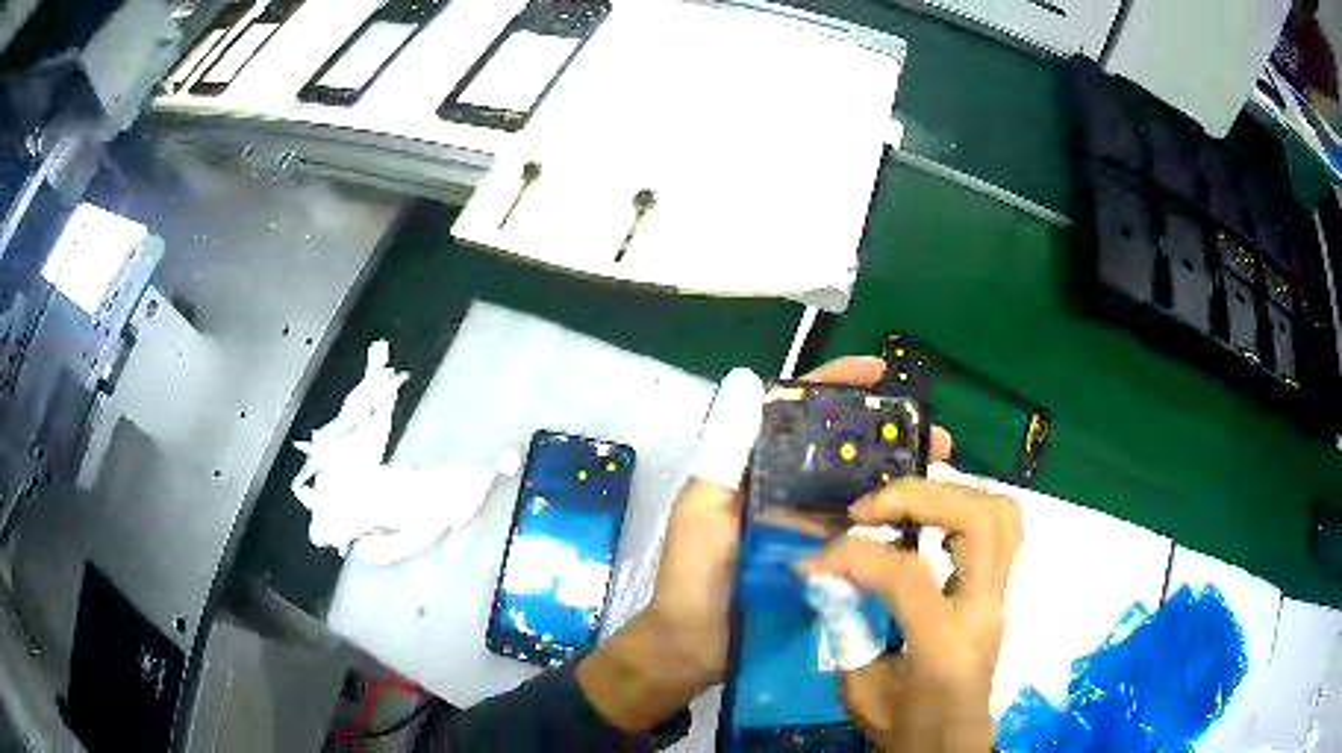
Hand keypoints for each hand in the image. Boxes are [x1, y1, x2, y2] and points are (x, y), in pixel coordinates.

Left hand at [578, 357, 951, 730]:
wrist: (693, 647)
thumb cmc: (691, 574)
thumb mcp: (702, 506)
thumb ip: (726, 450)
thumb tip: (748, 380)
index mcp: (758, 469)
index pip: (799, 414)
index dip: (838, 387)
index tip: (880, 372)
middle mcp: (789, 491)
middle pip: (844, 451)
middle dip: (888, 436)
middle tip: (934, 436)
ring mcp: (810, 529)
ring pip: (860, 490)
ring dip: (899, 475)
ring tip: (939, 467)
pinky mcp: (824, 563)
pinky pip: (862, 535)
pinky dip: (890, 521)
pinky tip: (922, 516)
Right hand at [798, 479, 1021, 751]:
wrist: (952, 745)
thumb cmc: (905, 727)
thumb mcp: (859, 690)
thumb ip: (845, 631)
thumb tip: (827, 577)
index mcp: (944, 647)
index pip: (909, 577)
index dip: (855, 556)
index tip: (814, 560)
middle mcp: (984, 611)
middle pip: (978, 521)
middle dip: (918, 497)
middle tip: (866, 510)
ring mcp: (1000, 597)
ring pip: (1000, 514)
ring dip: (949, 493)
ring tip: (901, 505)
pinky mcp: (999, 591)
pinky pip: (1001, 528)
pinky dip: (965, 507)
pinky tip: (929, 521)